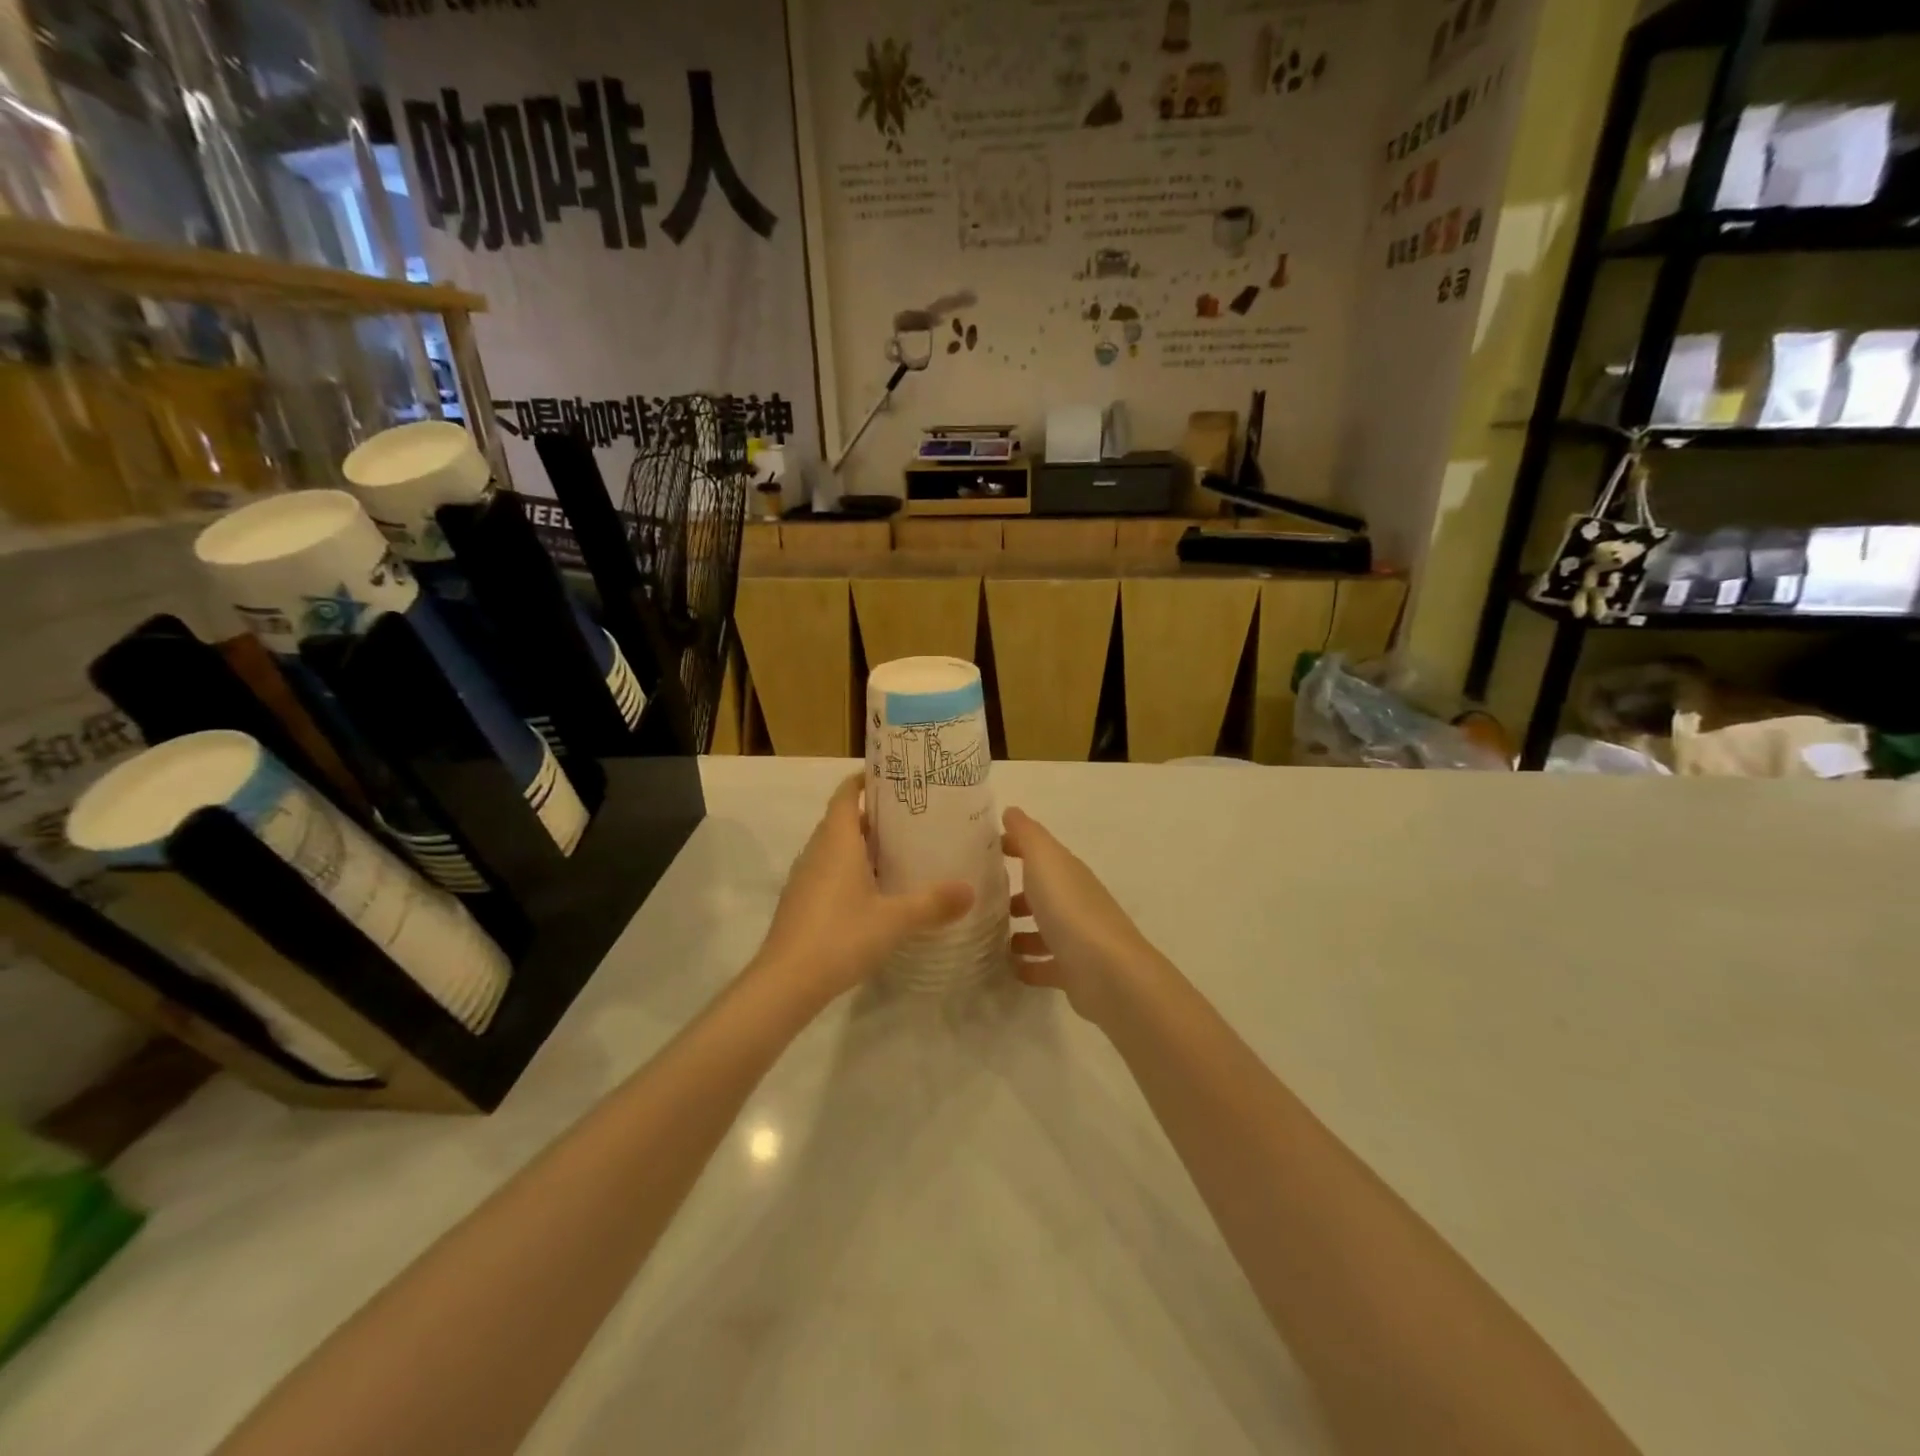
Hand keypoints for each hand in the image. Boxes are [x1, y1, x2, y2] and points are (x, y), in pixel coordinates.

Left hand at [755, 773, 973, 1005]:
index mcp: (837, 841)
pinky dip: (850, 871)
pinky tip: (875, 892)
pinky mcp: (801, 903)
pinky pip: (828, 872)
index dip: (864, 780)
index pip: (846, 794)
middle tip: (910, 817)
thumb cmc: (841, 936)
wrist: (786, 982)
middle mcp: (817, 851)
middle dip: (872, 815)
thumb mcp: (895, 920)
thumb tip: (970, 890)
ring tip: (899, 851)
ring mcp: (805, 878)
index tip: (893, 778)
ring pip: (834, 848)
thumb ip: (933, 903)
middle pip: (842, 820)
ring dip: (861, 845)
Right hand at [1004, 807, 1159, 1024]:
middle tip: (980, 899)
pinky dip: (1028, 964)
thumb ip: (1027, 834)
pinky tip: (1008, 967)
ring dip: (1020, 931)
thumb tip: (1012, 811)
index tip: (984, 850)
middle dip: (1016, 893)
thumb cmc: (1070, 908)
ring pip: (1043, 929)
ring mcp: (1076, 938)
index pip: (1039, 851)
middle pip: (1042, 892)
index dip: (1015, 846)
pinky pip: (1045, 965)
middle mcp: (1074, 901)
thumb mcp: (1044, 860)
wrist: (1107, 972)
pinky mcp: (1073, 971)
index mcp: (1067, 872)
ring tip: (988, 936)